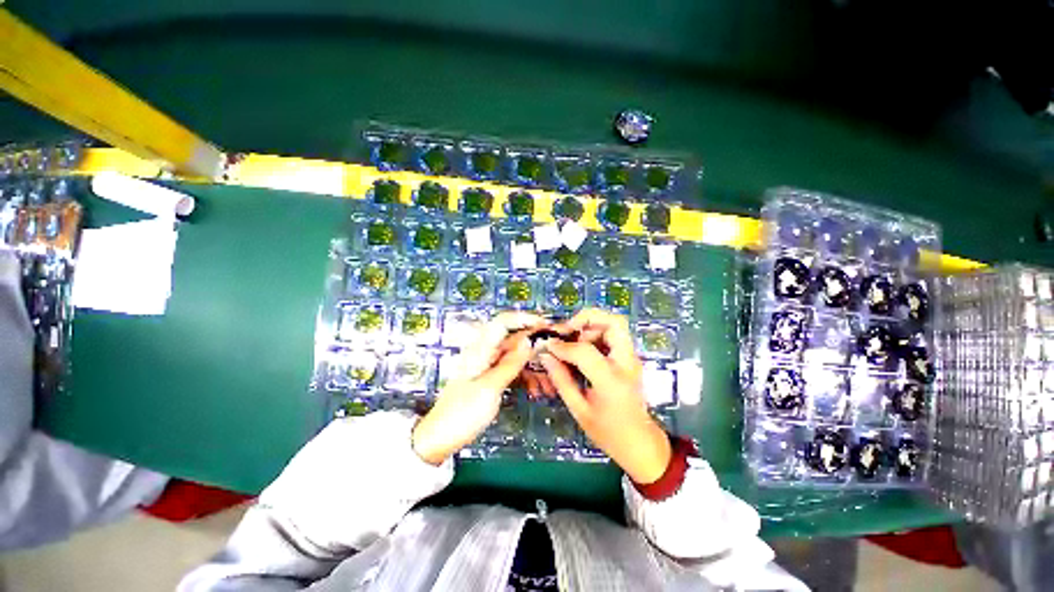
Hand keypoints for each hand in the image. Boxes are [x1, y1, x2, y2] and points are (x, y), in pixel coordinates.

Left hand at [412, 312, 543, 464]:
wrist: (441, 438)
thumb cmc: (463, 413)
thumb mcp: (490, 388)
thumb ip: (511, 363)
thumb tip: (530, 341)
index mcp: (480, 349)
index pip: (503, 322)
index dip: (524, 319)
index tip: (546, 325)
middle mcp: (485, 352)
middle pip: (513, 340)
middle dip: (535, 347)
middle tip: (555, 356)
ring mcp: (488, 365)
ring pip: (516, 357)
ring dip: (533, 367)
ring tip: (549, 384)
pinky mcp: (491, 377)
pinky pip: (512, 370)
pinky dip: (525, 377)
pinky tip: (536, 390)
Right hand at [541, 309, 671, 484]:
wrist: (641, 444)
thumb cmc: (609, 432)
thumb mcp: (579, 410)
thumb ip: (561, 380)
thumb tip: (546, 356)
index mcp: (611, 380)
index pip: (585, 350)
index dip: (563, 346)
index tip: (549, 346)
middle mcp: (626, 363)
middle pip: (614, 322)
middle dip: (587, 318)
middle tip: (568, 329)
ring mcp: (631, 358)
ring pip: (615, 324)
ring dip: (591, 326)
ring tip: (573, 339)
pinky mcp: (630, 358)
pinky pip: (614, 335)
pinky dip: (596, 333)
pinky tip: (582, 347)